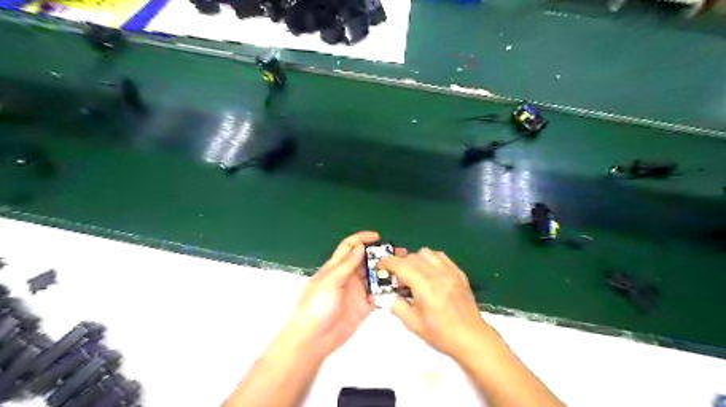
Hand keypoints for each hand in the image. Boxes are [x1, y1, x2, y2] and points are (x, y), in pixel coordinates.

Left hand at [283, 232, 390, 358]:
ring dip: (387, 272)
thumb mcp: (329, 282)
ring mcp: (357, 291)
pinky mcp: (364, 306)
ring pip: (374, 276)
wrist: (314, 339)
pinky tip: (398, 288)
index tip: (377, 237)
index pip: (350, 247)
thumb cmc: (316, 306)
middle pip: (366, 260)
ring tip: (403, 269)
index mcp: (336, 267)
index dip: (362, 239)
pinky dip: (387, 291)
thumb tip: (360, 246)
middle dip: (380, 255)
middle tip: (398, 253)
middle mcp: (348, 276)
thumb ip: (346, 265)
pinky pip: (378, 295)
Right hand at [380, 248, 492, 358]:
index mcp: (425, 286)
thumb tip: (388, 295)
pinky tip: (429, 273)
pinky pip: (441, 257)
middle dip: (400, 263)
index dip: (388, 262)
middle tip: (396, 277)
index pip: (401, 265)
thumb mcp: (413, 324)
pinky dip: (431, 260)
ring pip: (427, 253)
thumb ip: (397, 305)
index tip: (380, 265)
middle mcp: (437, 274)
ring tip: (414, 273)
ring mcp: (450, 272)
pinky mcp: (458, 273)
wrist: (471, 337)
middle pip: (412, 256)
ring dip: (415, 259)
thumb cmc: (441, 333)